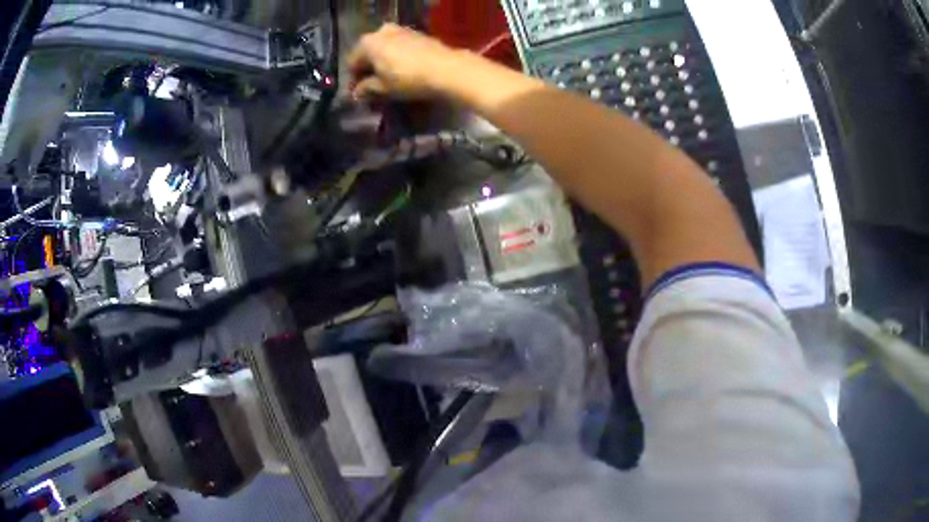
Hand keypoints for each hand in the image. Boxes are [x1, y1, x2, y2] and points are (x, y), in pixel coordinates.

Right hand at [348, 24, 462, 99]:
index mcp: (367, 43)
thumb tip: (357, 93)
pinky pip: (400, 47)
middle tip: (374, 89)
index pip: (352, 63)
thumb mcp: (382, 88)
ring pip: (385, 50)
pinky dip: (398, 59)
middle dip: (370, 71)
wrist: (447, 68)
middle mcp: (381, 31)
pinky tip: (404, 72)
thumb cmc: (408, 78)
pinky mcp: (417, 34)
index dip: (354, 81)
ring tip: (390, 82)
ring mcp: (401, 30)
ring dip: (384, 64)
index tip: (360, 95)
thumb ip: (365, 89)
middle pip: (369, 54)